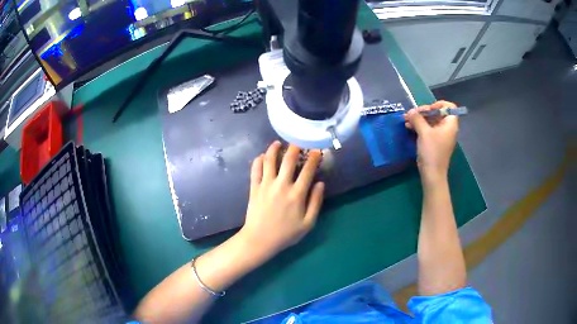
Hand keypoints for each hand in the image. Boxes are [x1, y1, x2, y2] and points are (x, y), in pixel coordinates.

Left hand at [238, 141, 324, 257]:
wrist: (260, 239)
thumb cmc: (286, 234)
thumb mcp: (308, 223)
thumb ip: (316, 202)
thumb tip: (321, 183)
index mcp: (297, 194)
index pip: (308, 170)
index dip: (314, 158)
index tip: (317, 150)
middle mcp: (281, 185)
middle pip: (288, 160)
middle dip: (295, 147)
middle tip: (298, 141)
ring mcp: (266, 185)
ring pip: (269, 160)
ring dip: (274, 149)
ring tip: (277, 143)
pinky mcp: (254, 187)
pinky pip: (255, 169)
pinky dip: (258, 160)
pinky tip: (262, 156)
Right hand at [404, 101, 458, 183]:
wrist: (432, 174)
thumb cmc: (432, 152)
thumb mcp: (424, 133)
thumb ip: (417, 119)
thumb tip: (411, 111)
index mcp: (450, 124)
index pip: (449, 107)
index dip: (439, 104)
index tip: (428, 109)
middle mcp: (447, 128)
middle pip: (437, 113)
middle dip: (423, 112)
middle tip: (411, 114)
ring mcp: (441, 136)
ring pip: (431, 121)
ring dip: (419, 119)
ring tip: (406, 120)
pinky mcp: (435, 142)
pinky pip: (428, 129)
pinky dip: (419, 127)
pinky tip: (408, 127)